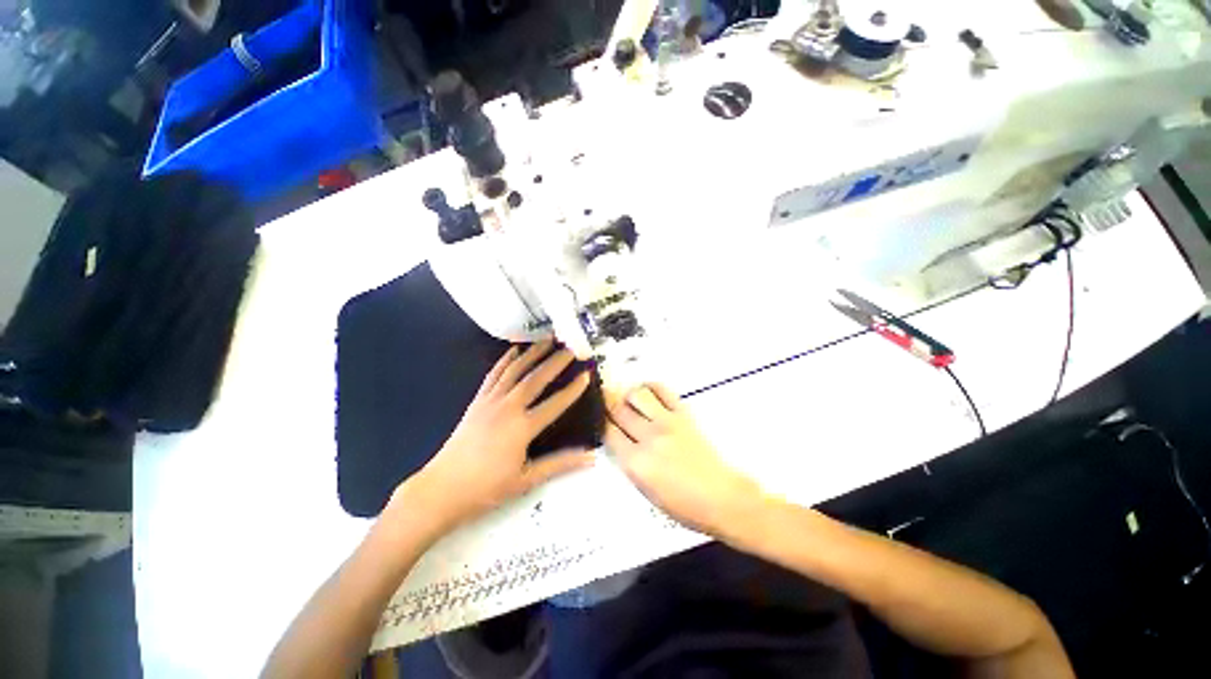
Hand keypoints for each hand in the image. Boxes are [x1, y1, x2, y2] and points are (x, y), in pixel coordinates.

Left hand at [389, 341, 594, 538]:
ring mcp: (490, 401)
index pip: (555, 404)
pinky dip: (505, 360)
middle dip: (555, 362)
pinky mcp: (477, 401)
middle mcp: (508, 408)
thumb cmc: (486, 488)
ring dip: (533, 353)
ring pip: (515, 370)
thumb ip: (560, 464)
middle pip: (536, 379)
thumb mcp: (527, 480)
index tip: (586, 374)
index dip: (573, 390)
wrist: (441, 489)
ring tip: (547, 340)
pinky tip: (514, 350)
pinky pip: (493, 375)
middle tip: (570, 348)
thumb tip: (591, 458)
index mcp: (522, 428)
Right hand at [605, 384, 764, 536]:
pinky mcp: (684, 414)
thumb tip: (618, 440)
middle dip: (608, 404)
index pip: (608, 431)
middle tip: (607, 404)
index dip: (601, 423)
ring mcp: (667, 422)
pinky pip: (663, 390)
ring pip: (637, 394)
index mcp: (636, 462)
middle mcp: (649, 437)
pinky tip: (647, 391)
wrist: (721, 497)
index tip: (599, 420)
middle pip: (618, 409)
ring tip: (628, 399)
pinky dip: (651, 386)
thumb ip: (628, 462)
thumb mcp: (645, 491)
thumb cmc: (684, 504)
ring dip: (628, 394)